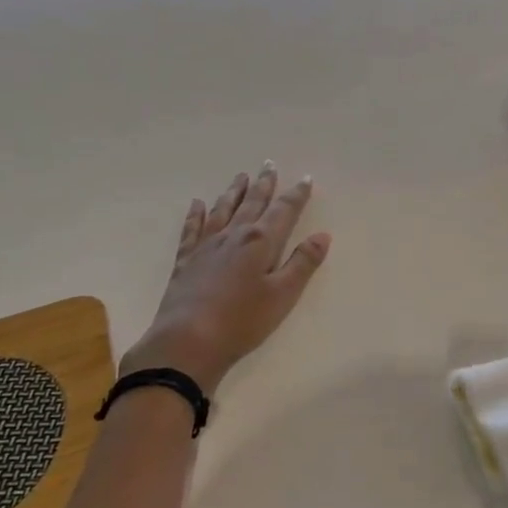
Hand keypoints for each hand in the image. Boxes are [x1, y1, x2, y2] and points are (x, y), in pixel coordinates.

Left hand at [121, 163, 330, 394]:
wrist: (187, 341)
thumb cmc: (242, 321)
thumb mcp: (283, 295)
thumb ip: (302, 263)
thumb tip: (322, 235)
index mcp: (261, 241)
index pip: (283, 211)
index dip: (296, 195)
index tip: (305, 179)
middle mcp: (234, 235)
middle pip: (252, 203)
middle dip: (264, 184)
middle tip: (269, 165)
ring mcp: (206, 246)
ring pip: (223, 210)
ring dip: (234, 192)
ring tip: (241, 177)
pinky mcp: (186, 260)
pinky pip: (192, 229)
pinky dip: (196, 214)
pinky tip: (197, 204)